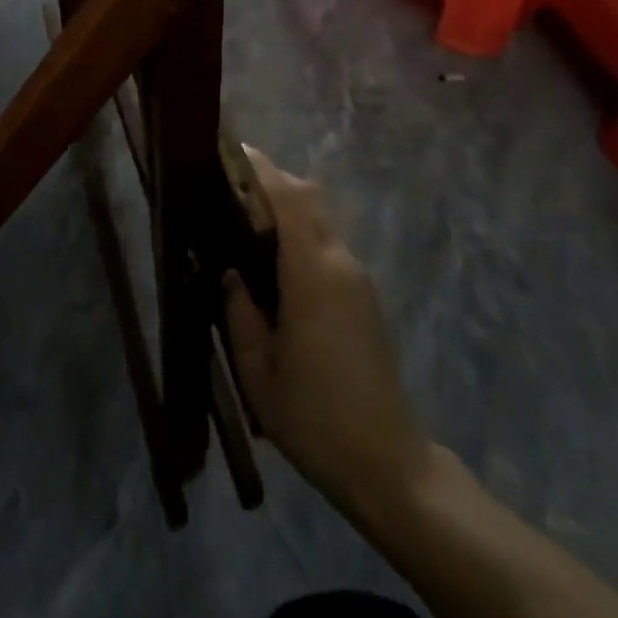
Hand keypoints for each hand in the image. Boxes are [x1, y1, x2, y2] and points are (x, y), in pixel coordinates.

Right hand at [223, 148, 433, 532]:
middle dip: (273, 181)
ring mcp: (357, 279)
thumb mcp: (258, 370)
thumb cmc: (314, 418)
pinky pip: (327, 244)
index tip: (233, 152)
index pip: (291, 198)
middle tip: (230, 186)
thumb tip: (229, 272)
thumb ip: (238, 312)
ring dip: (286, 207)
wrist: (388, 464)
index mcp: (313, 274)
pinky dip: (299, 233)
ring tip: (243, 221)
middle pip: (310, 199)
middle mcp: (340, 264)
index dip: (263, 169)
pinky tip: (271, 261)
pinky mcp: (363, 296)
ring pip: (320, 220)